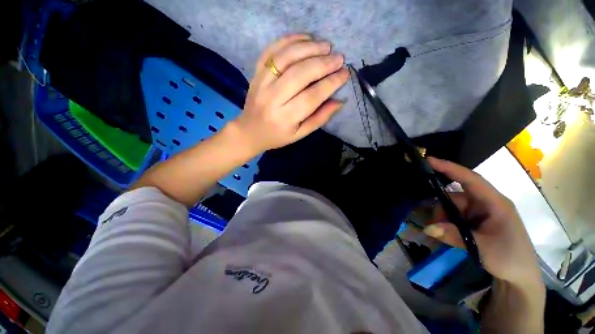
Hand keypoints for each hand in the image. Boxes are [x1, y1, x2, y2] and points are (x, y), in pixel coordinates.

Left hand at [230, 34, 348, 154]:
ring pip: (286, 58)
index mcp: (285, 118)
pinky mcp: (256, 73)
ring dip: (308, 48)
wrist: (250, 131)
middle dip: (323, 64)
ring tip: (326, 46)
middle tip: (339, 58)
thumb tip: (339, 101)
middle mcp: (272, 99)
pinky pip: (271, 51)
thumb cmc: (277, 136)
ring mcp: (261, 83)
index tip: (345, 74)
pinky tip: (305, 38)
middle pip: (300, 74)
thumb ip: (320, 118)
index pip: (312, 97)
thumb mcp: (300, 134)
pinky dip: (289, 40)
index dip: (331, 83)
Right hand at [423, 157, 541, 286]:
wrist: (520, 276)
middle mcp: (486, 203)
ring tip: (442, 234)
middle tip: (434, 225)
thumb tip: (428, 227)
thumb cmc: (509, 258)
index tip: (429, 161)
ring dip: (444, 219)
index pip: (471, 179)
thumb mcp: (482, 248)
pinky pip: (455, 215)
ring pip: (452, 207)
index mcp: (495, 203)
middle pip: (455, 196)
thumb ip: (454, 236)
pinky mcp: (476, 220)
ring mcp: (480, 212)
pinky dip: (447, 223)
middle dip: (442, 209)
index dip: (450, 168)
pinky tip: (446, 234)